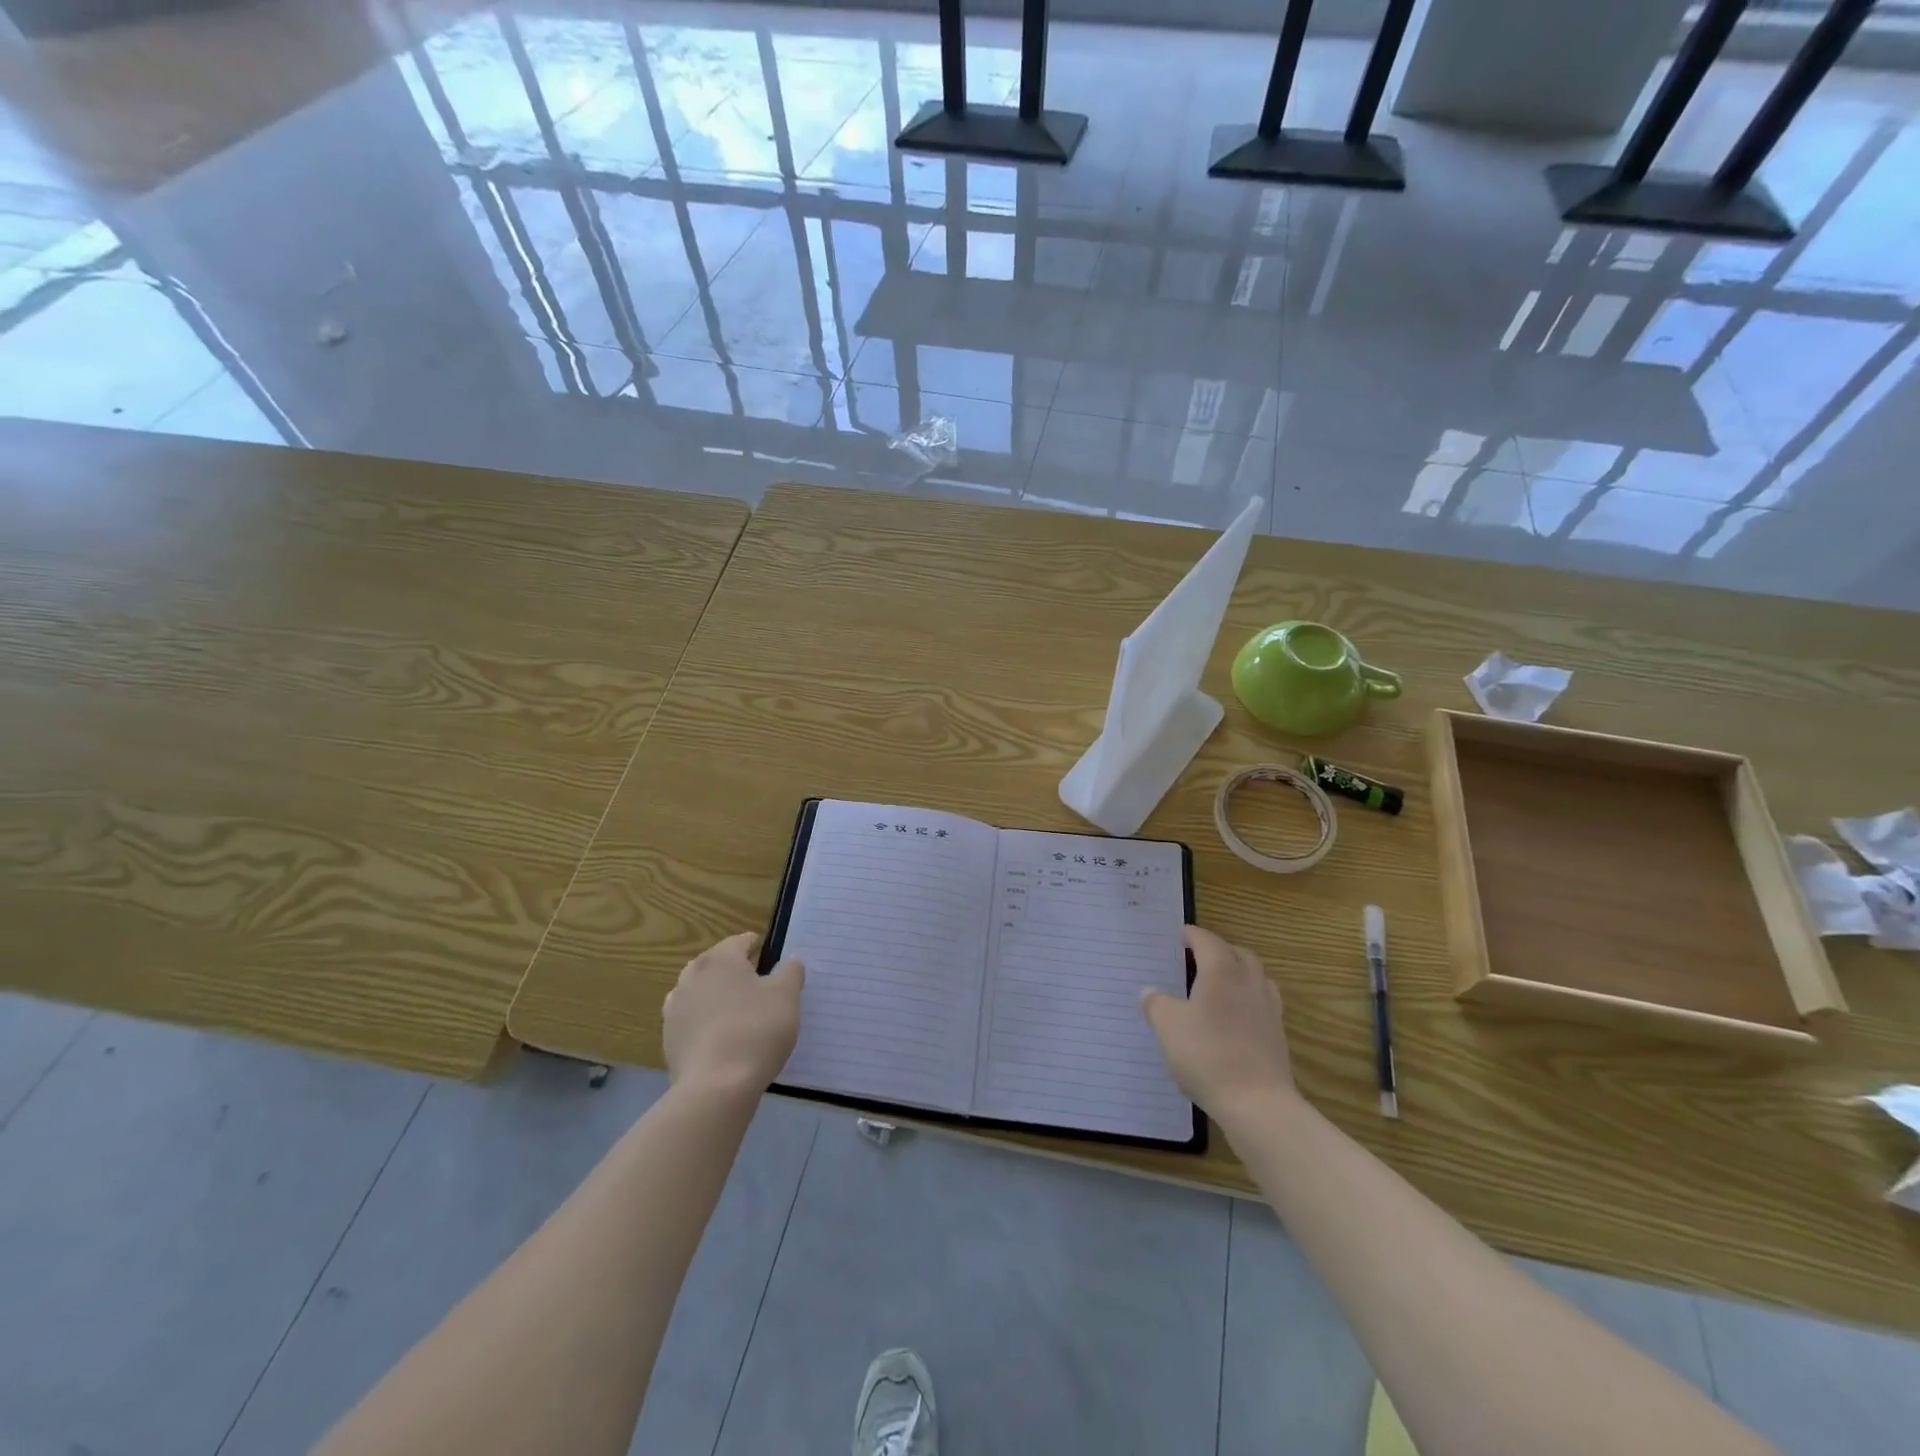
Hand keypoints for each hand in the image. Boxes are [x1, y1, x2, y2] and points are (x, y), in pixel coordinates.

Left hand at [663, 933, 803, 1096]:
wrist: (716, 1086)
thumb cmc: (756, 1029)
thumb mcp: (787, 996)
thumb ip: (791, 972)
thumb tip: (791, 961)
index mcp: (720, 959)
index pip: (740, 942)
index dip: (757, 946)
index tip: (770, 956)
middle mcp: (691, 976)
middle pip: (715, 964)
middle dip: (734, 970)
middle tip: (757, 984)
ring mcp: (675, 1009)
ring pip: (699, 991)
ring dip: (716, 995)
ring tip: (737, 1011)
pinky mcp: (668, 1039)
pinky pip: (691, 1020)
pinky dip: (704, 1022)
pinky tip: (721, 1038)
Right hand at [1141, 925, 1295, 1117]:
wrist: (1257, 1103)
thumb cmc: (1207, 1054)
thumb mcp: (1168, 1026)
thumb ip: (1156, 1004)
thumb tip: (1150, 992)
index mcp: (1221, 972)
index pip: (1208, 941)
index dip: (1193, 935)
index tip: (1181, 934)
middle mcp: (1249, 983)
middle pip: (1239, 954)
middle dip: (1220, 949)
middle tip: (1200, 955)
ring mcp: (1268, 1010)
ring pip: (1257, 977)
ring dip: (1240, 972)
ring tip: (1221, 983)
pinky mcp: (1277, 1036)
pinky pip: (1263, 1004)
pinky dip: (1248, 999)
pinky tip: (1235, 1017)